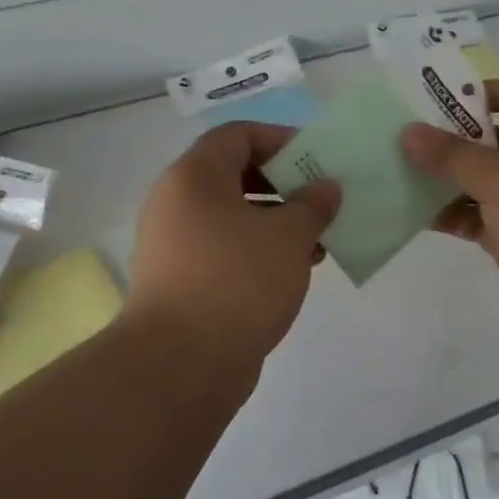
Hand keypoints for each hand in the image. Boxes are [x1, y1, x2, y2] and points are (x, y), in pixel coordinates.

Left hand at [127, 121, 340, 373]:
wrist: (181, 364)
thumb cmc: (238, 281)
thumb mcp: (288, 236)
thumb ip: (313, 204)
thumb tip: (325, 187)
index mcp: (194, 176)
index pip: (238, 135)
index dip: (280, 139)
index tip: (316, 159)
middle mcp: (175, 202)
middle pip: (233, 174)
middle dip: (283, 184)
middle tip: (321, 199)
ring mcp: (173, 244)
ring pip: (231, 216)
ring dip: (275, 222)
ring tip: (317, 241)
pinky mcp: (179, 280)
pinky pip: (223, 249)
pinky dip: (257, 251)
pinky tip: (293, 270)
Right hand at [401, 78, 498, 349]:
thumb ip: (452, 155)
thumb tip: (408, 132)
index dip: (493, 92)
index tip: (448, 100)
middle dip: (460, 139)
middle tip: (414, 137)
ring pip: (489, 182)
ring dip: (452, 179)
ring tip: (407, 173)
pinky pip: (483, 219)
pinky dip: (456, 215)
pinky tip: (419, 214)